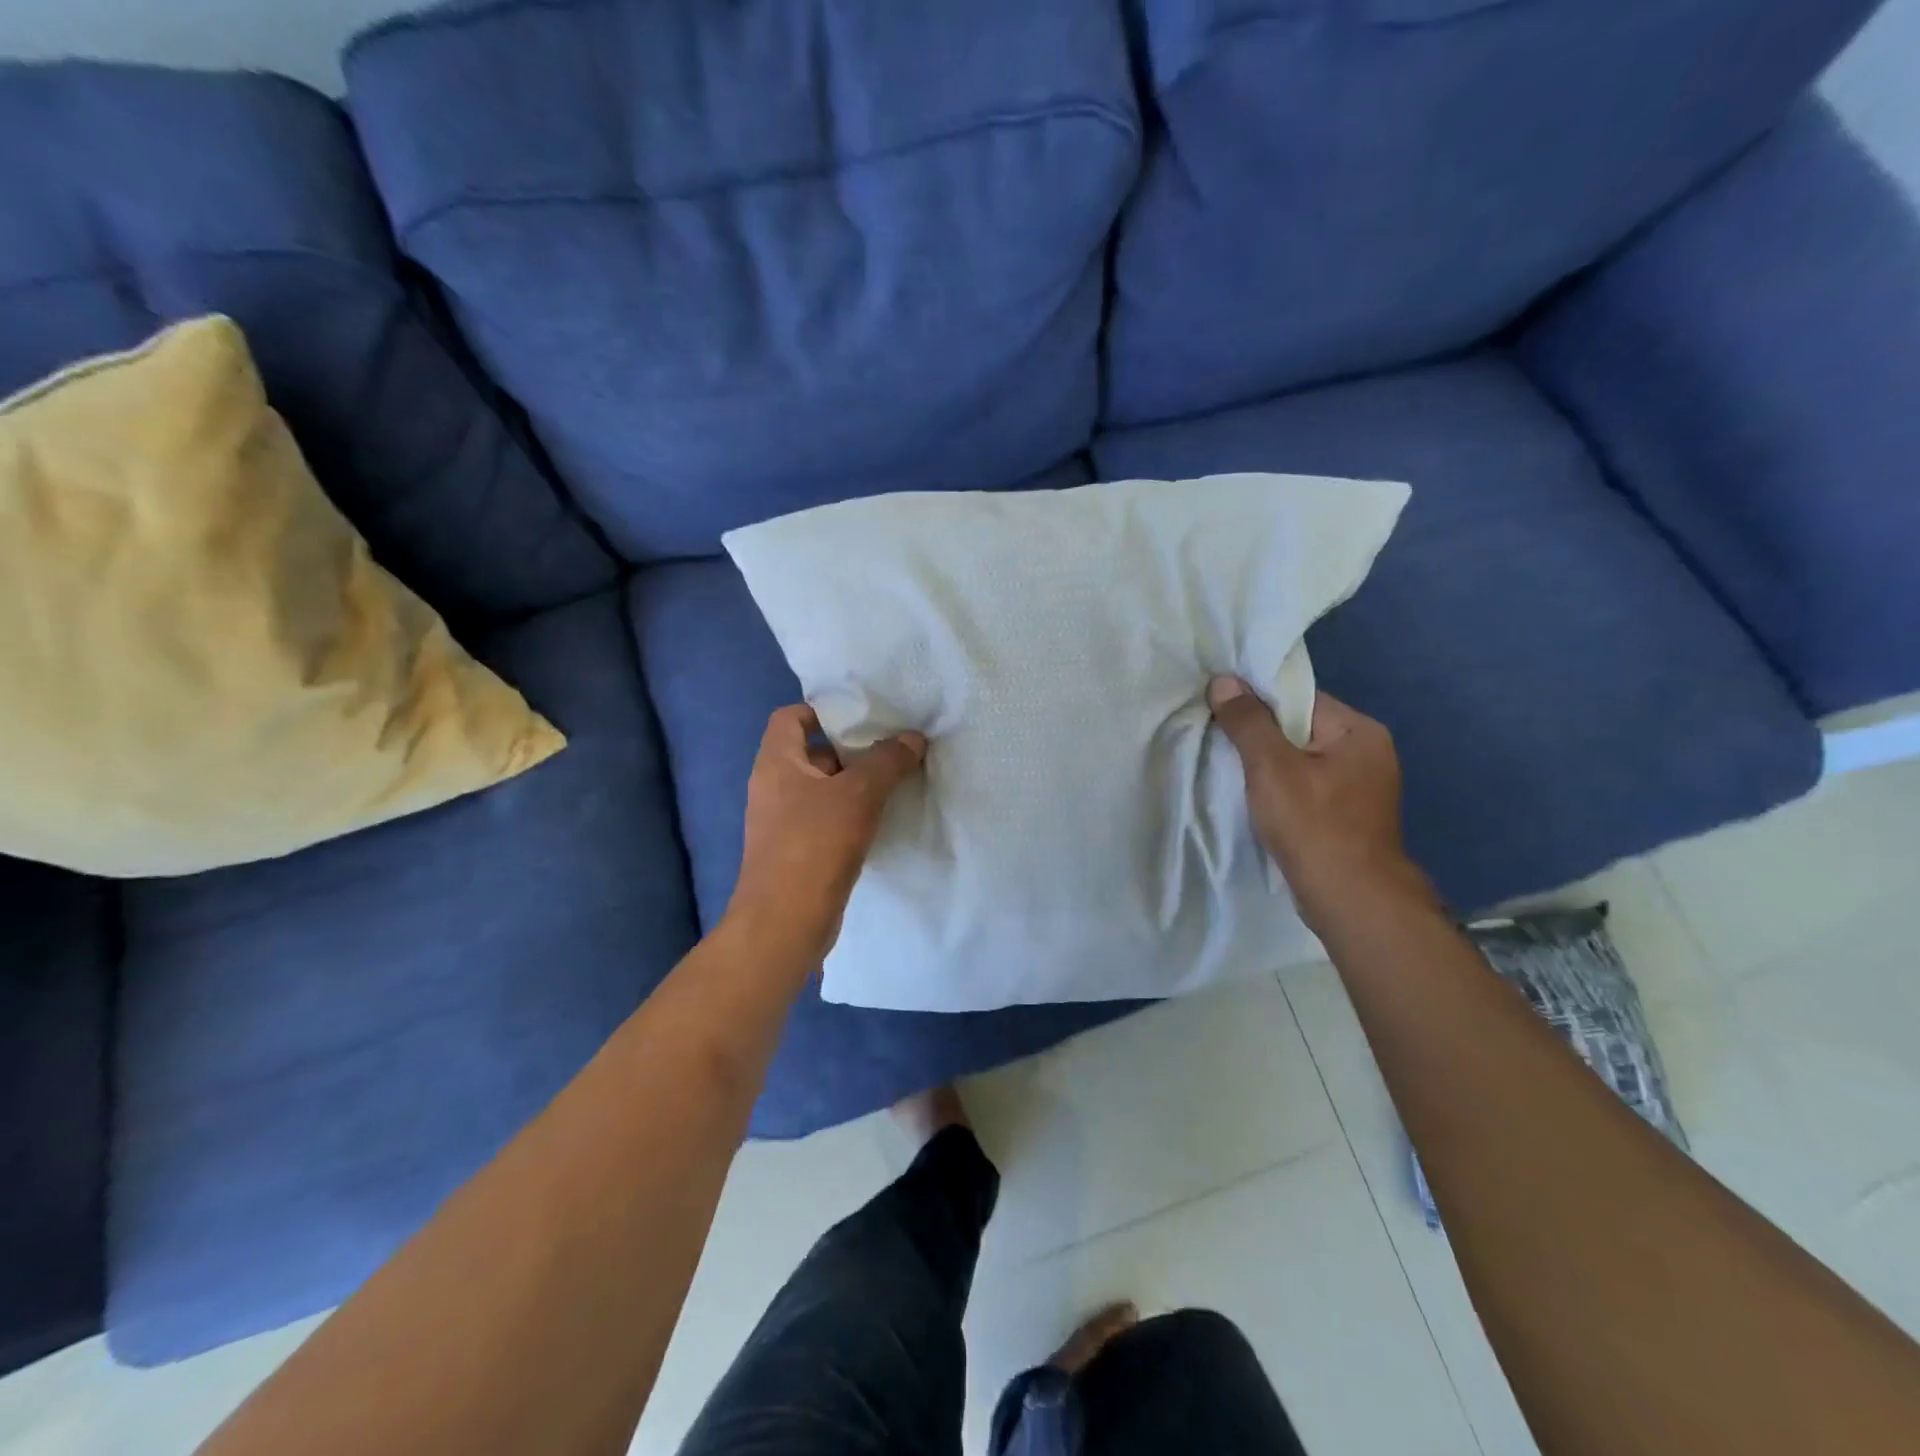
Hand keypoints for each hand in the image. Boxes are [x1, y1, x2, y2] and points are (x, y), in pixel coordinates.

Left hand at [726, 705, 926, 963]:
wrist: (785, 923)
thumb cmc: (815, 845)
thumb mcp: (858, 795)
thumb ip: (887, 761)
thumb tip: (913, 738)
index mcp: (776, 763)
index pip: (789, 718)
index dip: (821, 710)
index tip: (861, 716)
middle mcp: (773, 787)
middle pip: (811, 753)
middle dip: (850, 749)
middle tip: (891, 746)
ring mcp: (782, 822)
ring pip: (822, 789)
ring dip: (854, 784)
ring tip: (895, 780)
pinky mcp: (796, 852)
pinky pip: (825, 819)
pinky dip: (850, 814)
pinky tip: (881, 820)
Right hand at [1207, 676, 1435, 934]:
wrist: (1351, 900)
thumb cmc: (1314, 825)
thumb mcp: (1271, 767)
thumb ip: (1248, 722)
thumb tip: (1224, 681)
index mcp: (1359, 731)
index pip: (1299, 698)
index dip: (1257, 700)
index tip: (1219, 708)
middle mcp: (1367, 752)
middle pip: (1299, 728)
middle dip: (1259, 734)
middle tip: (1217, 737)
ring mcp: (1361, 787)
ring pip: (1300, 760)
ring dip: (1267, 764)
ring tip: (1229, 767)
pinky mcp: (1348, 816)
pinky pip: (1306, 786)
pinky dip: (1280, 788)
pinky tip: (1254, 798)